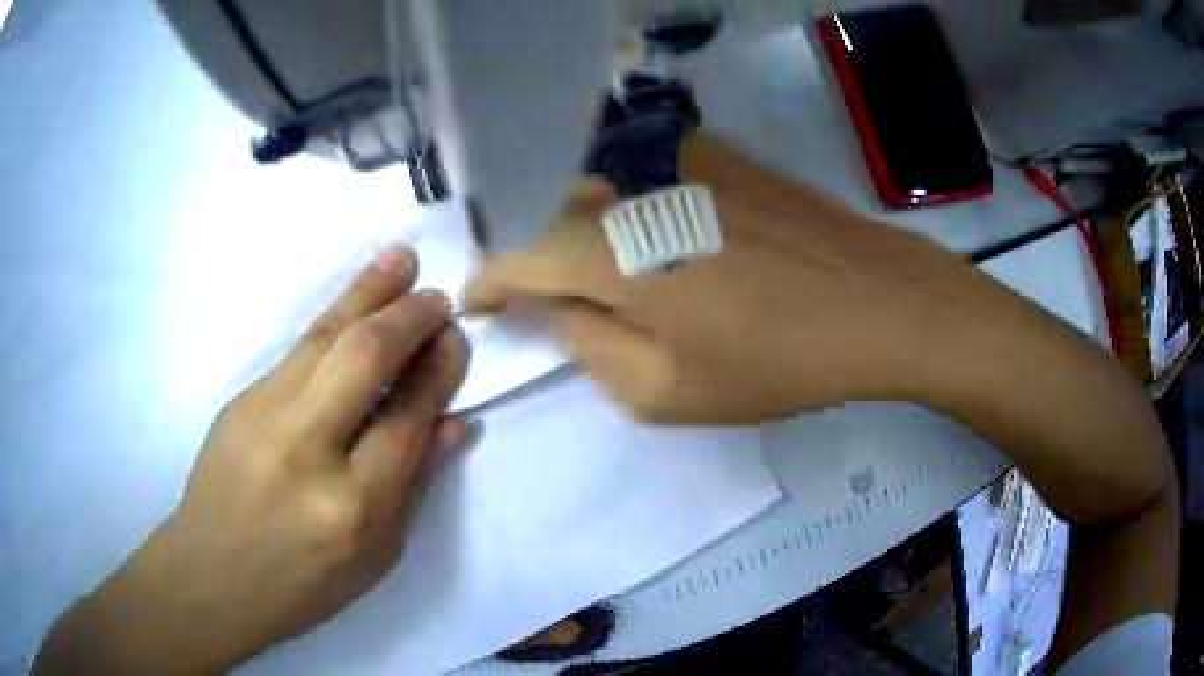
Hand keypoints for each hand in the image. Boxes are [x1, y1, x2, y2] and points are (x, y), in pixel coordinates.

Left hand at [35, 246, 468, 674]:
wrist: (211, 575)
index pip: (407, 417)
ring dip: (367, 293)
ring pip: (323, 338)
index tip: (455, 340)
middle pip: (363, 358)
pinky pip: (296, 351)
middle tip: (437, 297)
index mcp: (353, 506)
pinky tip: (352, 302)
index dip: (438, 370)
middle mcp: (307, 450)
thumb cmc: (302, 585)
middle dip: (407, 317)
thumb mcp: (375, 559)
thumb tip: (452, 423)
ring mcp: (264, 416)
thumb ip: (413, 486)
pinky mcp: (239, 401)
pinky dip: (332, 319)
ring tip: (400, 260)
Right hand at [466, 133, 996, 422]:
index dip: (491, 282)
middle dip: (542, 258)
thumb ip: (594, 349)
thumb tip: (563, 311)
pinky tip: (657, 224)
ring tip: (606, 265)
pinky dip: (630, 196)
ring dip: (585, 224)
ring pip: (600, 185)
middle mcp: (632, 192)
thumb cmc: (777, 360)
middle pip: (556, 217)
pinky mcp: (719, 156)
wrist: (875, 302)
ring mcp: (679, 163)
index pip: (520, 259)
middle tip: (551, 296)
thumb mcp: (669, 392)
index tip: (478, 300)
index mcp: (611, 254)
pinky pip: (647, 168)